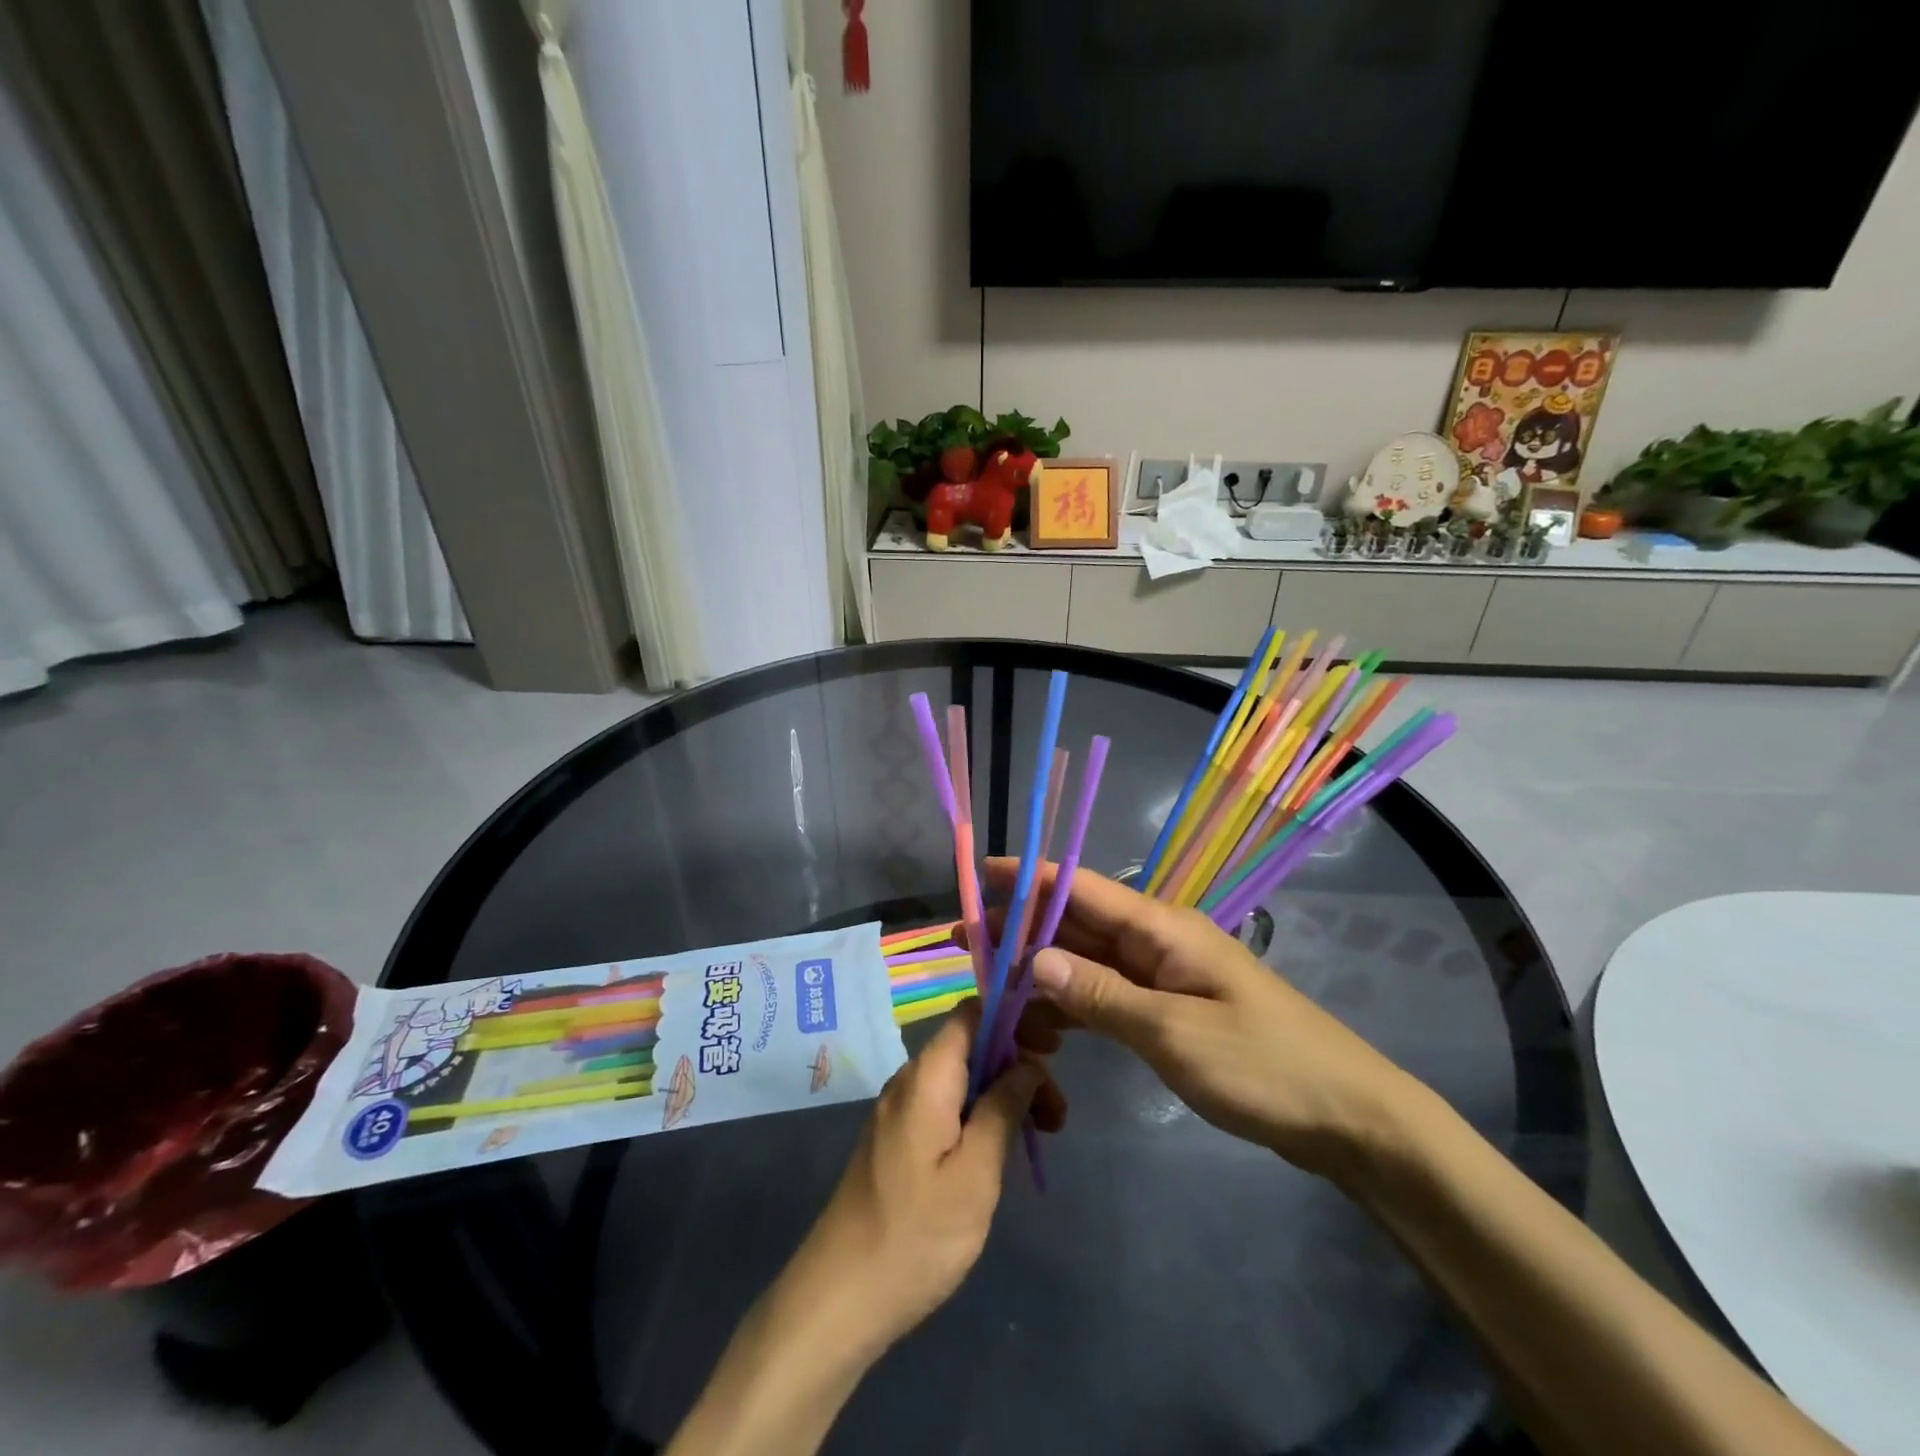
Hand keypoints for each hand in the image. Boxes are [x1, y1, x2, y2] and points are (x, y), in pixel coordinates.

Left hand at [779, 1001, 1059, 1360]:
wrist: (840, 1297)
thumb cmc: (915, 1235)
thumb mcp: (975, 1174)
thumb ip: (1002, 1109)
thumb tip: (1027, 1064)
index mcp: (928, 1076)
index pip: (972, 1013)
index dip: (1015, 1017)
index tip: (1053, 1049)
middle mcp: (910, 1080)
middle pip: (972, 1046)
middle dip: (1019, 1066)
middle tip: (1057, 1114)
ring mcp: (900, 1110)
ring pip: (962, 1078)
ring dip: (1004, 1094)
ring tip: (1041, 1134)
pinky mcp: (897, 1139)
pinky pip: (946, 1105)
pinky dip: (980, 1115)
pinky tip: (1001, 1150)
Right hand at [986, 859, 1415, 1181]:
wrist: (1347, 1117)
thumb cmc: (1264, 1065)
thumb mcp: (1174, 1033)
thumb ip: (1100, 995)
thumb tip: (1033, 960)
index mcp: (1161, 928)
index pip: (1080, 887)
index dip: (1027, 877)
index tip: (977, 875)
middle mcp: (1156, 941)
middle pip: (1077, 921)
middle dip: (1021, 927)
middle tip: (966, 942)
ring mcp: (1163, 976)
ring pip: (1087, 959)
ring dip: (1041, 969)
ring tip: (990, 985)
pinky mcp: (1168, 1011)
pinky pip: (1107, 995)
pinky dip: (1072, 1004)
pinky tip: (1040, 1025)